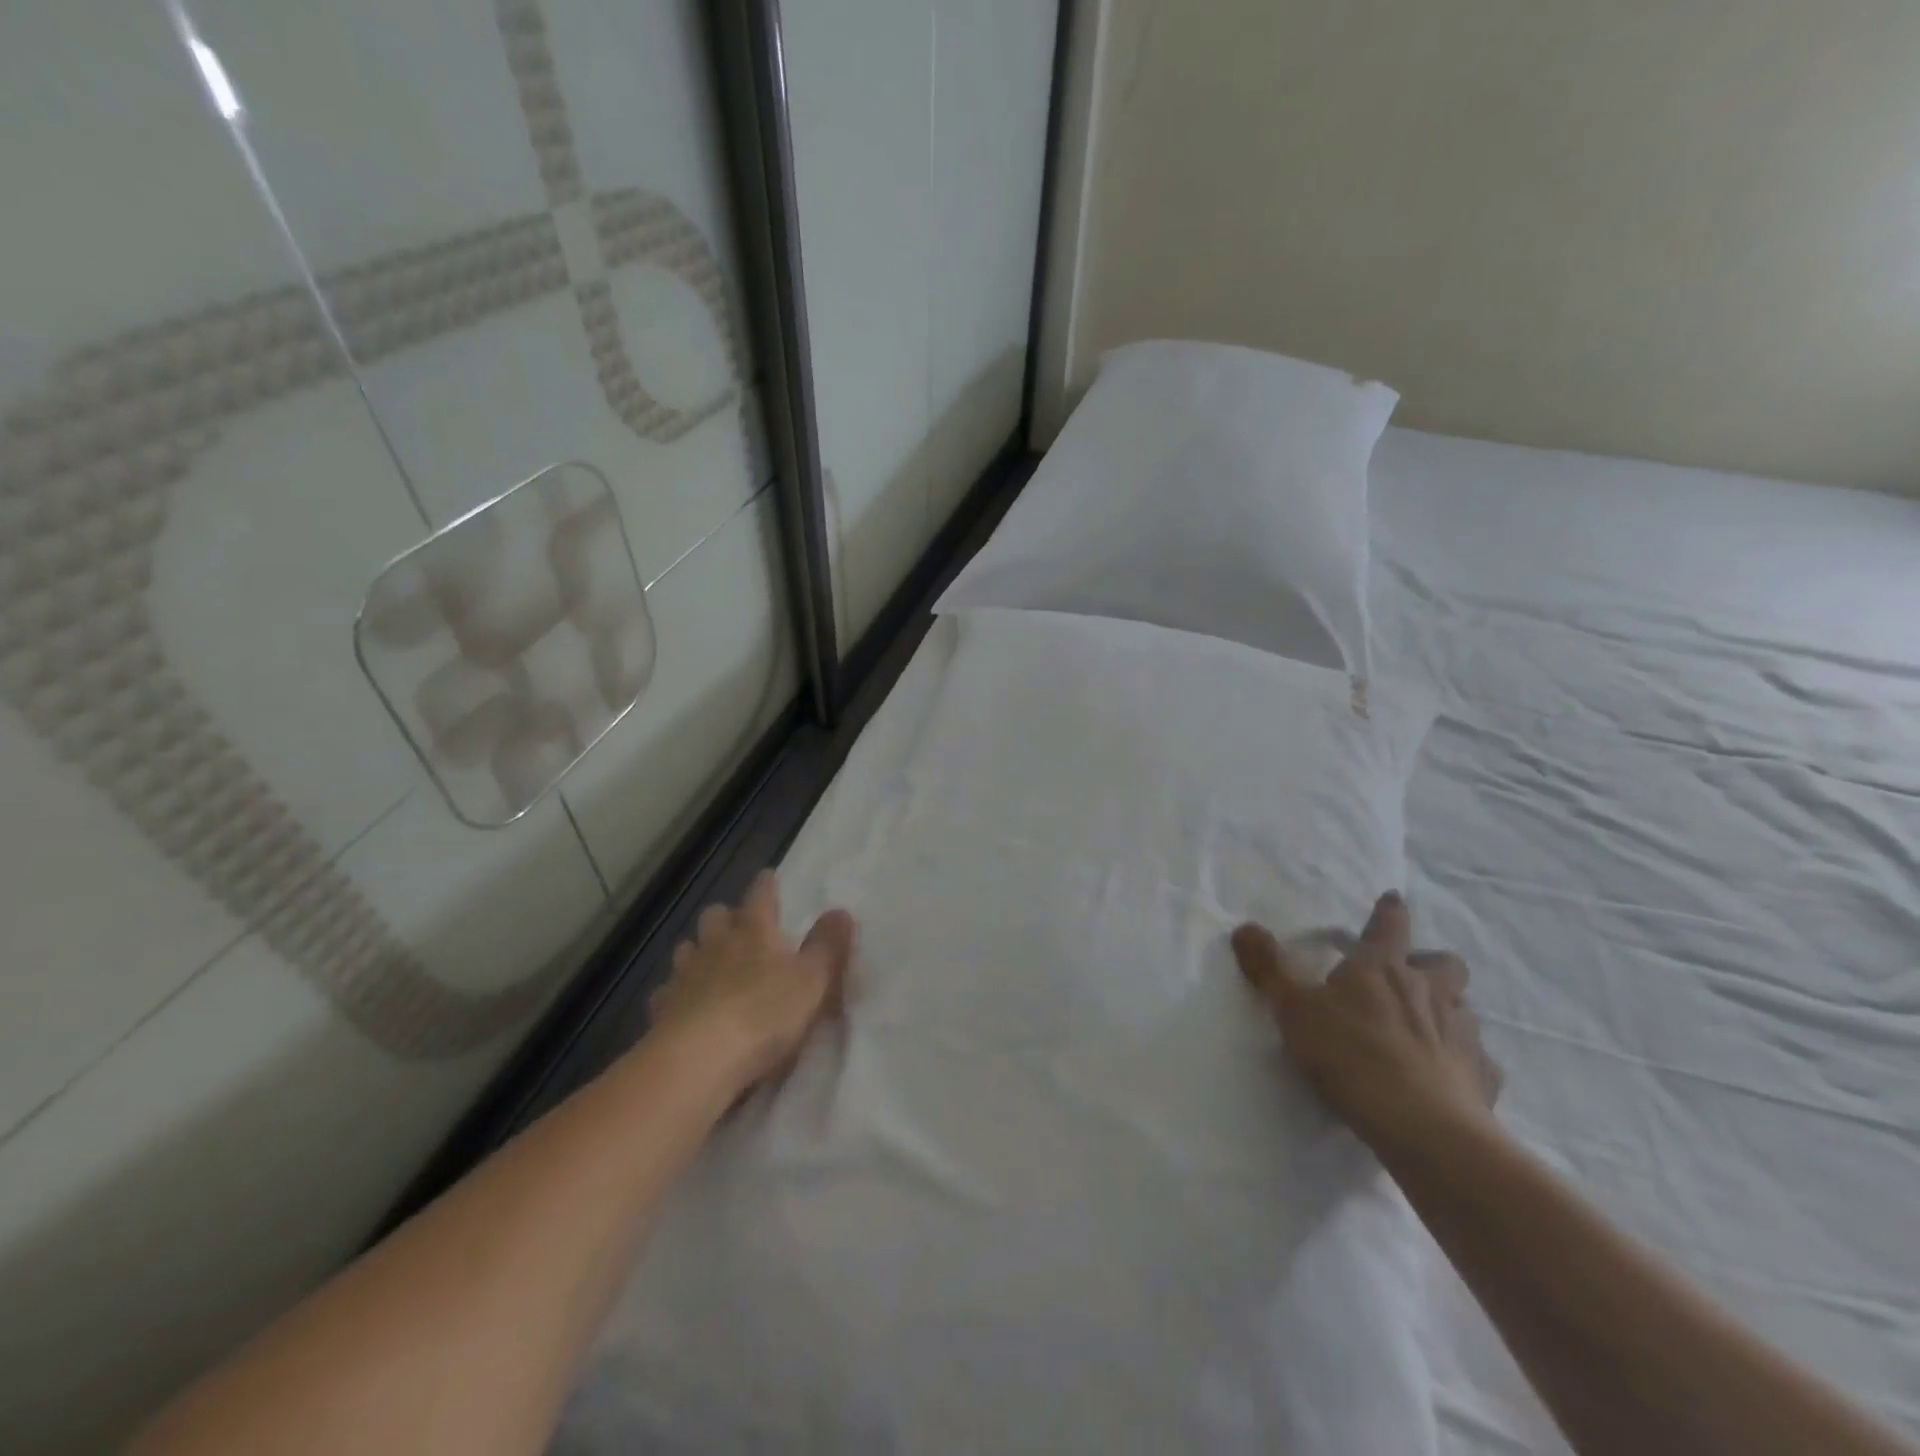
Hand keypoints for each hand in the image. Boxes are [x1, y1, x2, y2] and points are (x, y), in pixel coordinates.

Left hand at [648, 871, 856, 1093]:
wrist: (698, 1059)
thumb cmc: (765, 1013)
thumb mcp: (813, 980)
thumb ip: (828, 945)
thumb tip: (840, 911)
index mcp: (754, 930)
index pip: (760, 895)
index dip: (766, 885)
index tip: (769, 877)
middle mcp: (716, 943)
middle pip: (716, 916)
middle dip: (727, 917)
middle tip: (741, 928)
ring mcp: (684, 974)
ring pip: (687, 948)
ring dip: (699, 952)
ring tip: (712, 965)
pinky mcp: (662, 1009)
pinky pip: (668, 991)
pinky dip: (678, 993)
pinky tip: (685, 1006)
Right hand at [1232, 891, 1502, 1154]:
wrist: (1423, 1127)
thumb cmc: (1351, 1055)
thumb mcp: (1294, 1009)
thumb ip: (1269, 968)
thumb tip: (1244, 927)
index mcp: (1382, 967)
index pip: (1389, 925)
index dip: (1389, 911)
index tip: (1392, 899)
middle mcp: (1429, 990)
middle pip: (1445, 963)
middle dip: (1431, 964)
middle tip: (1410, 977)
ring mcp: (1463, 1033)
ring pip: (1464, 1008)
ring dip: (1446, 1010)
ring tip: (1425, 1029)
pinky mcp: (1483, 1077)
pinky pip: (1478, 1060)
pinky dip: (1463, 1062)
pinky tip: (1447, 1079)